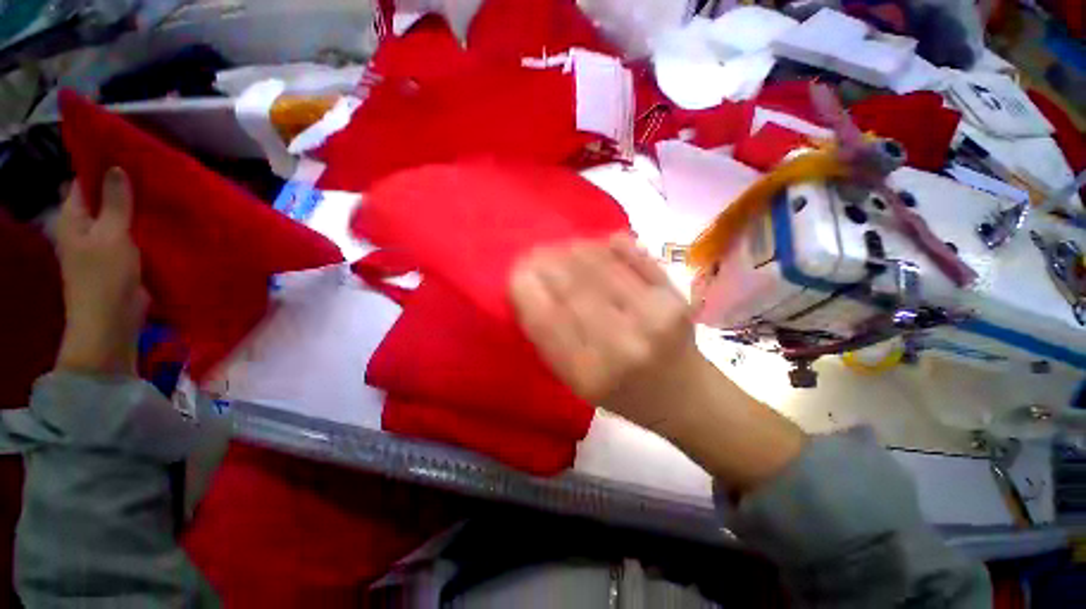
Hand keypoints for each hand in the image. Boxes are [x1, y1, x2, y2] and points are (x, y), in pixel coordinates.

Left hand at [55, 168, 146, 374]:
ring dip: (139, 207)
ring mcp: (105, 243)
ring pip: (123, 216)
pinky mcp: (124, 257)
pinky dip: (147, 226)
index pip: (84, 182)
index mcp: (74, 217)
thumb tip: (116, 168)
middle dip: (126, 186)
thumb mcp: (110, 235)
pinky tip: (166, 218)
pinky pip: (135, 234)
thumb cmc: (104, 277)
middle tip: (153, 170)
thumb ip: (115, 202)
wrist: (113, 321)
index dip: (103, 166)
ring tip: (164, 191)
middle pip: (105, 198)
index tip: (129, 153)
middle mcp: (86, 226)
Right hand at [510, 234, 701, 430]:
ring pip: (601, 268)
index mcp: (589, 375)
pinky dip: (609, 247)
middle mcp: (621, 346)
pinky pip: (634, 260)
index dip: (526, 288)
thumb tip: (528, 287)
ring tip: (560, 247)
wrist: (683, 395)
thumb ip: (549, 340)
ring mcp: (652, 319)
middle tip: (535, 253)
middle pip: (573, 288)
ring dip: (573, 250)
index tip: (517, 272)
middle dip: (546, 263)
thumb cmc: (622, 394)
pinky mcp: (674, 299)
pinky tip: (594, 243)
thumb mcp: (575, 382)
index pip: (545, 320)